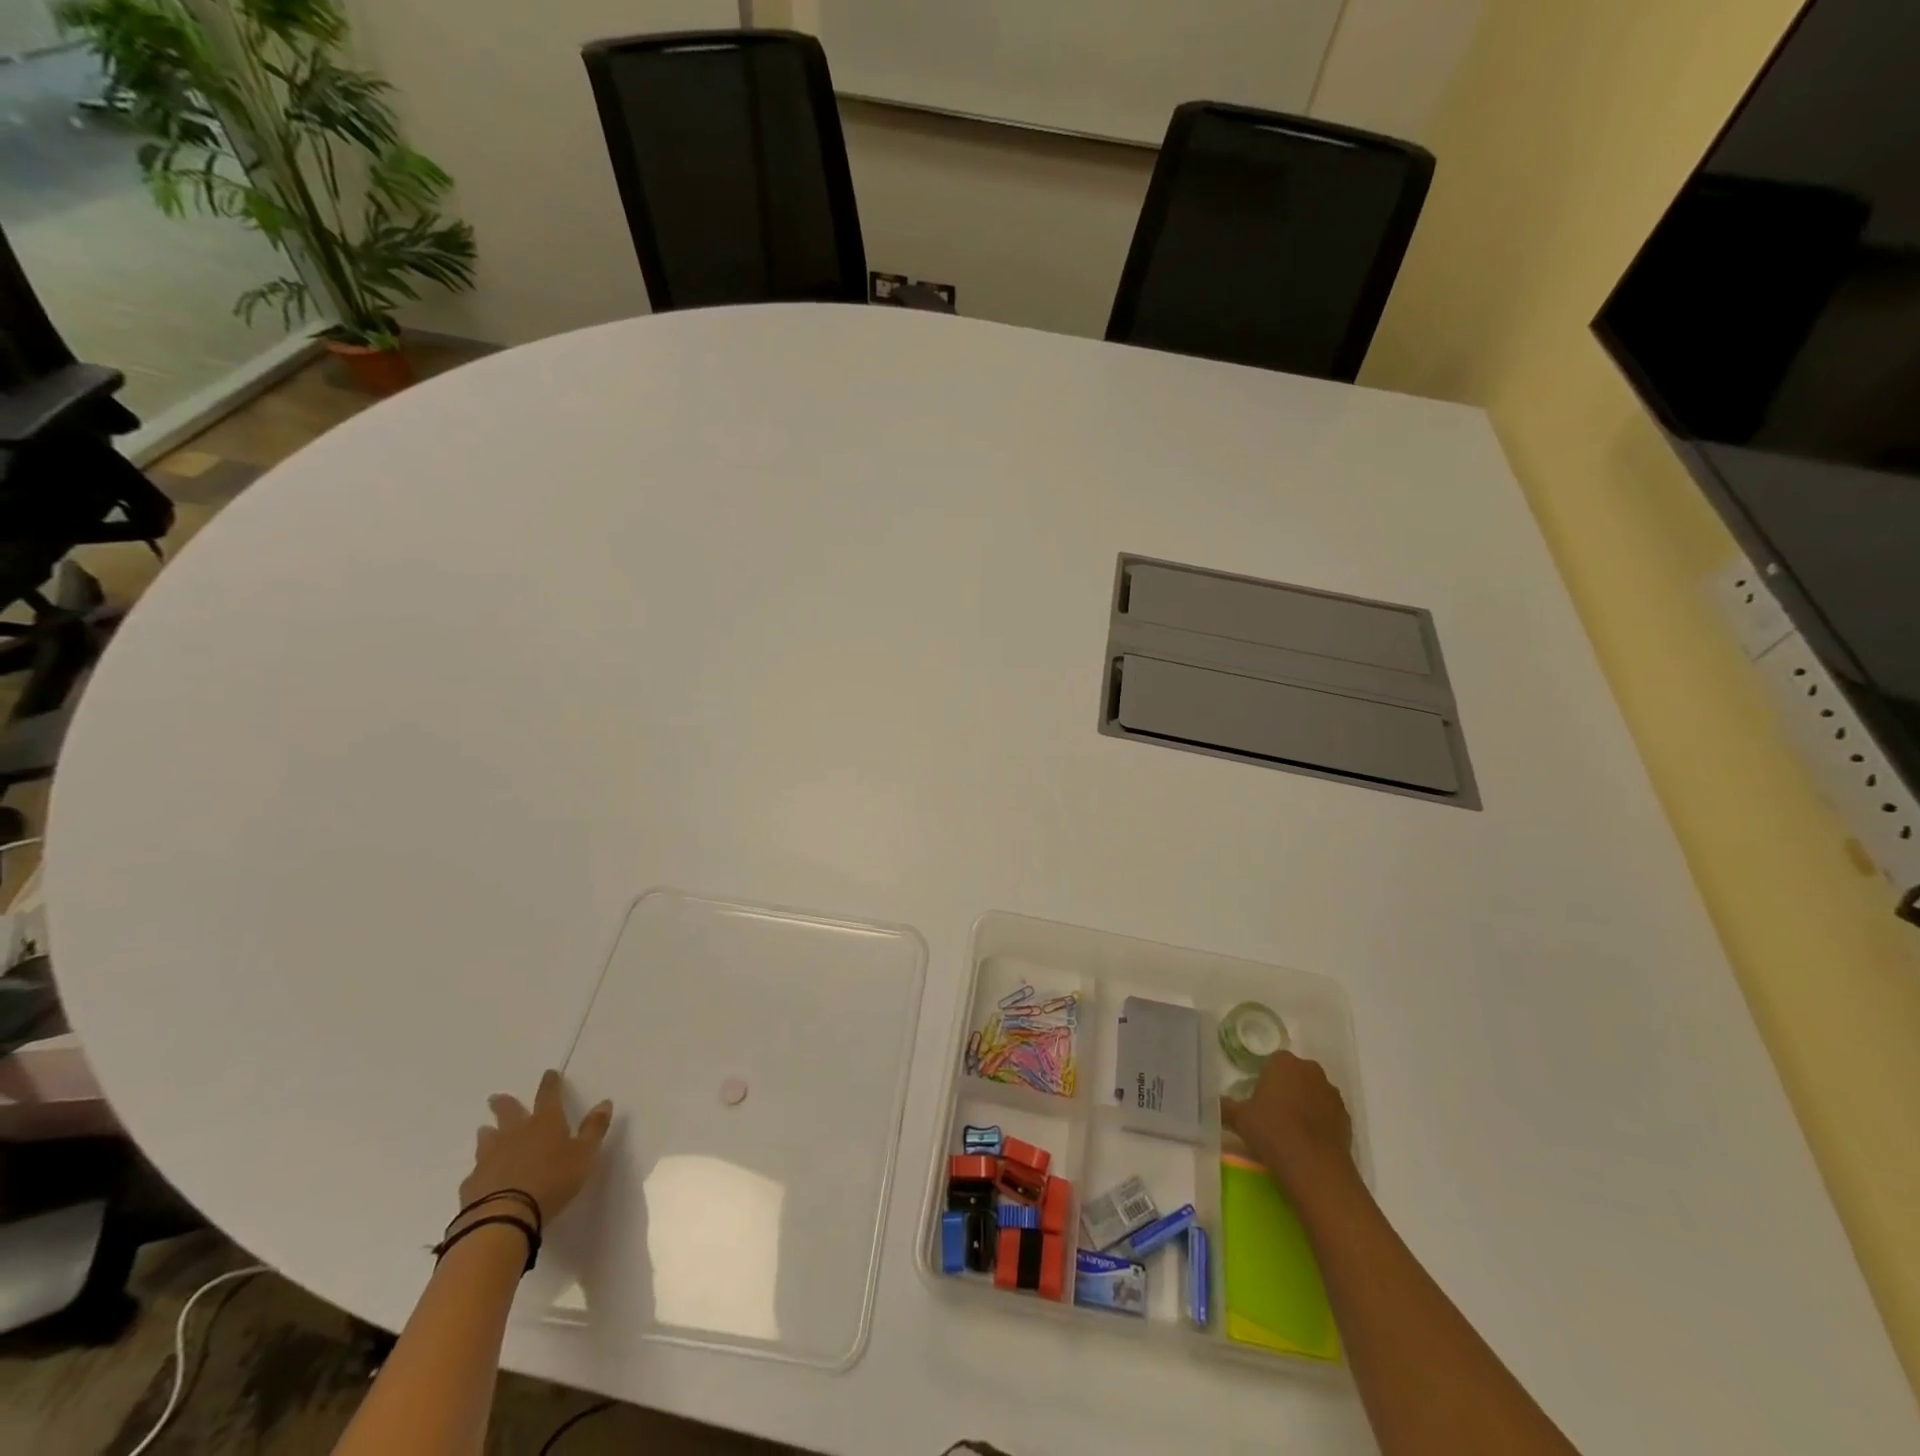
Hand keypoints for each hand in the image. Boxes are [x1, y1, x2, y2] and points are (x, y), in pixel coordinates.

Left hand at [458, 1069, 612, 1226]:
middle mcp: (515, 1134)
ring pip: (487, 1139)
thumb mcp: (585, 1155)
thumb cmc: (553, 1181)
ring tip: (485, 1130)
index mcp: (545, 1123)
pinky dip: (481, 1170)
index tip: (549, 1073)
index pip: (549, 1095)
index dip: (550, 1083)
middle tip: (495, 1097)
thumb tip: (605, 1102)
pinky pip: (476, 1172)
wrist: (504, 1218)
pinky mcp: (473, 1184)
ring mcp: (490, 1158)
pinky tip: (481, 1176)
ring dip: (488, 1133)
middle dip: (505, 1103)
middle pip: (509, 1112)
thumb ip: (594, 1129)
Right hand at [1220, 1051, 1354, 1194]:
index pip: (1272, 1062)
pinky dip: (1319, 1123)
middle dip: (1286, 1089)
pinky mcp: (1347, 1119)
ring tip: (1291, 1131)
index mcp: (1284, 1063)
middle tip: (1271, 1114)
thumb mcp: (1239, 1119)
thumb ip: (1226, 1107)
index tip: (1257, 1100)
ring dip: (1304, 1105)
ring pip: (1313, 1094)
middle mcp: (1311, 1071)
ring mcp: (1332, 1095)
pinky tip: (1307, 1143)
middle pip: (1295, 1075)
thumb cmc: (1272, 1132)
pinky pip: (1328, 1114)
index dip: (1264, 1080)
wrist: (1315, 1168)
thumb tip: (1213, 1102)